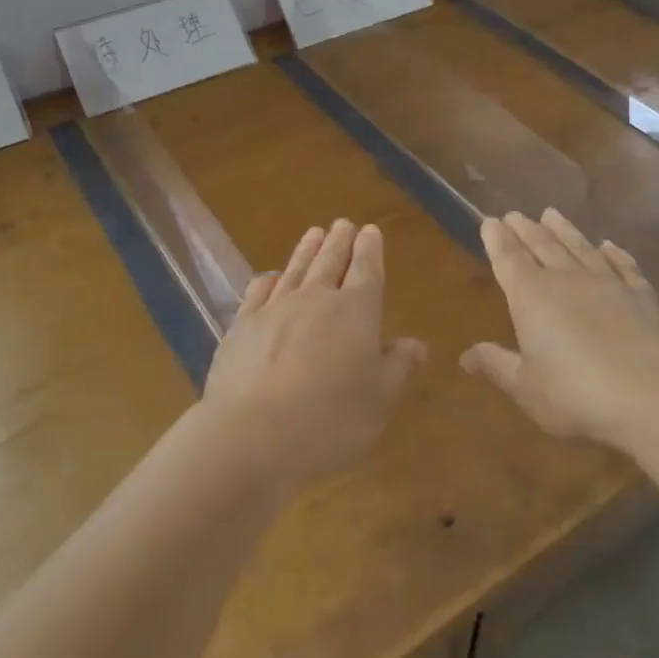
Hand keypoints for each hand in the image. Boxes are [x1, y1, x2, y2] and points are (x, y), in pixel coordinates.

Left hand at [203, 220, 425, 485]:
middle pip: (330, 261)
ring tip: (314, 232)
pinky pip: (259, 291)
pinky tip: (271, 276)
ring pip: (296, 268)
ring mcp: (275, 309)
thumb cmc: (329, 420)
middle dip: (340, 240)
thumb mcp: (379, 400)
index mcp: (355, 311)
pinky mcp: (242, 326)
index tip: (371, 231)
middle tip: (343, 223)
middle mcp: (315, 299)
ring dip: (307, 249)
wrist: (251, 434)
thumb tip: (416, 343)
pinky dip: (269, 279)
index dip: (370, 249)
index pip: (366, 270)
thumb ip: (398, 366)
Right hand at [461, 210, 658, 452]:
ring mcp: (608, 283)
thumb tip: (466, 355)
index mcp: (531, 296)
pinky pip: (623, 265)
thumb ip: (497, 366)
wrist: (658, 395)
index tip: (490, 222)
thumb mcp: (528, 388)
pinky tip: (609, 245)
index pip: (508, 259)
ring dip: (565, 230)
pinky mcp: (643, 295)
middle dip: (525, 229)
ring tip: (552, 214)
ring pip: (580, 247)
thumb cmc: (579, 394)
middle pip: (542, 245)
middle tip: (515, 214)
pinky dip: (614, 253)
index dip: (497, 240)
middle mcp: (567, 279)